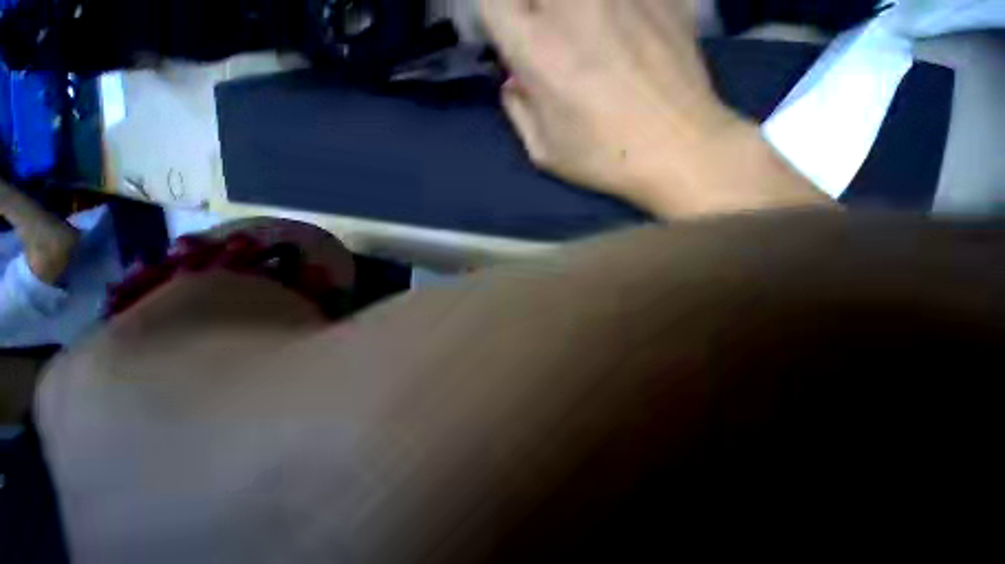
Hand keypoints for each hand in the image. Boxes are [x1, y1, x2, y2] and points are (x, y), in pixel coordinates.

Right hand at [482, 0, 831, 218]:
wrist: (680, 149)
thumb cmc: (603, 162)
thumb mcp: (544, 151)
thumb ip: (517, 109)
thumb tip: (511, 80)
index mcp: (539, 55)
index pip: (492, 1)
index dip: (482, 3)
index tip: (484, 16)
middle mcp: (573, 10)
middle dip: (520, 5)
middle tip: (524, 24)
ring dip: (561, 9)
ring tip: (569, 35)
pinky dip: (603, 8)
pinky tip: (603, 27)